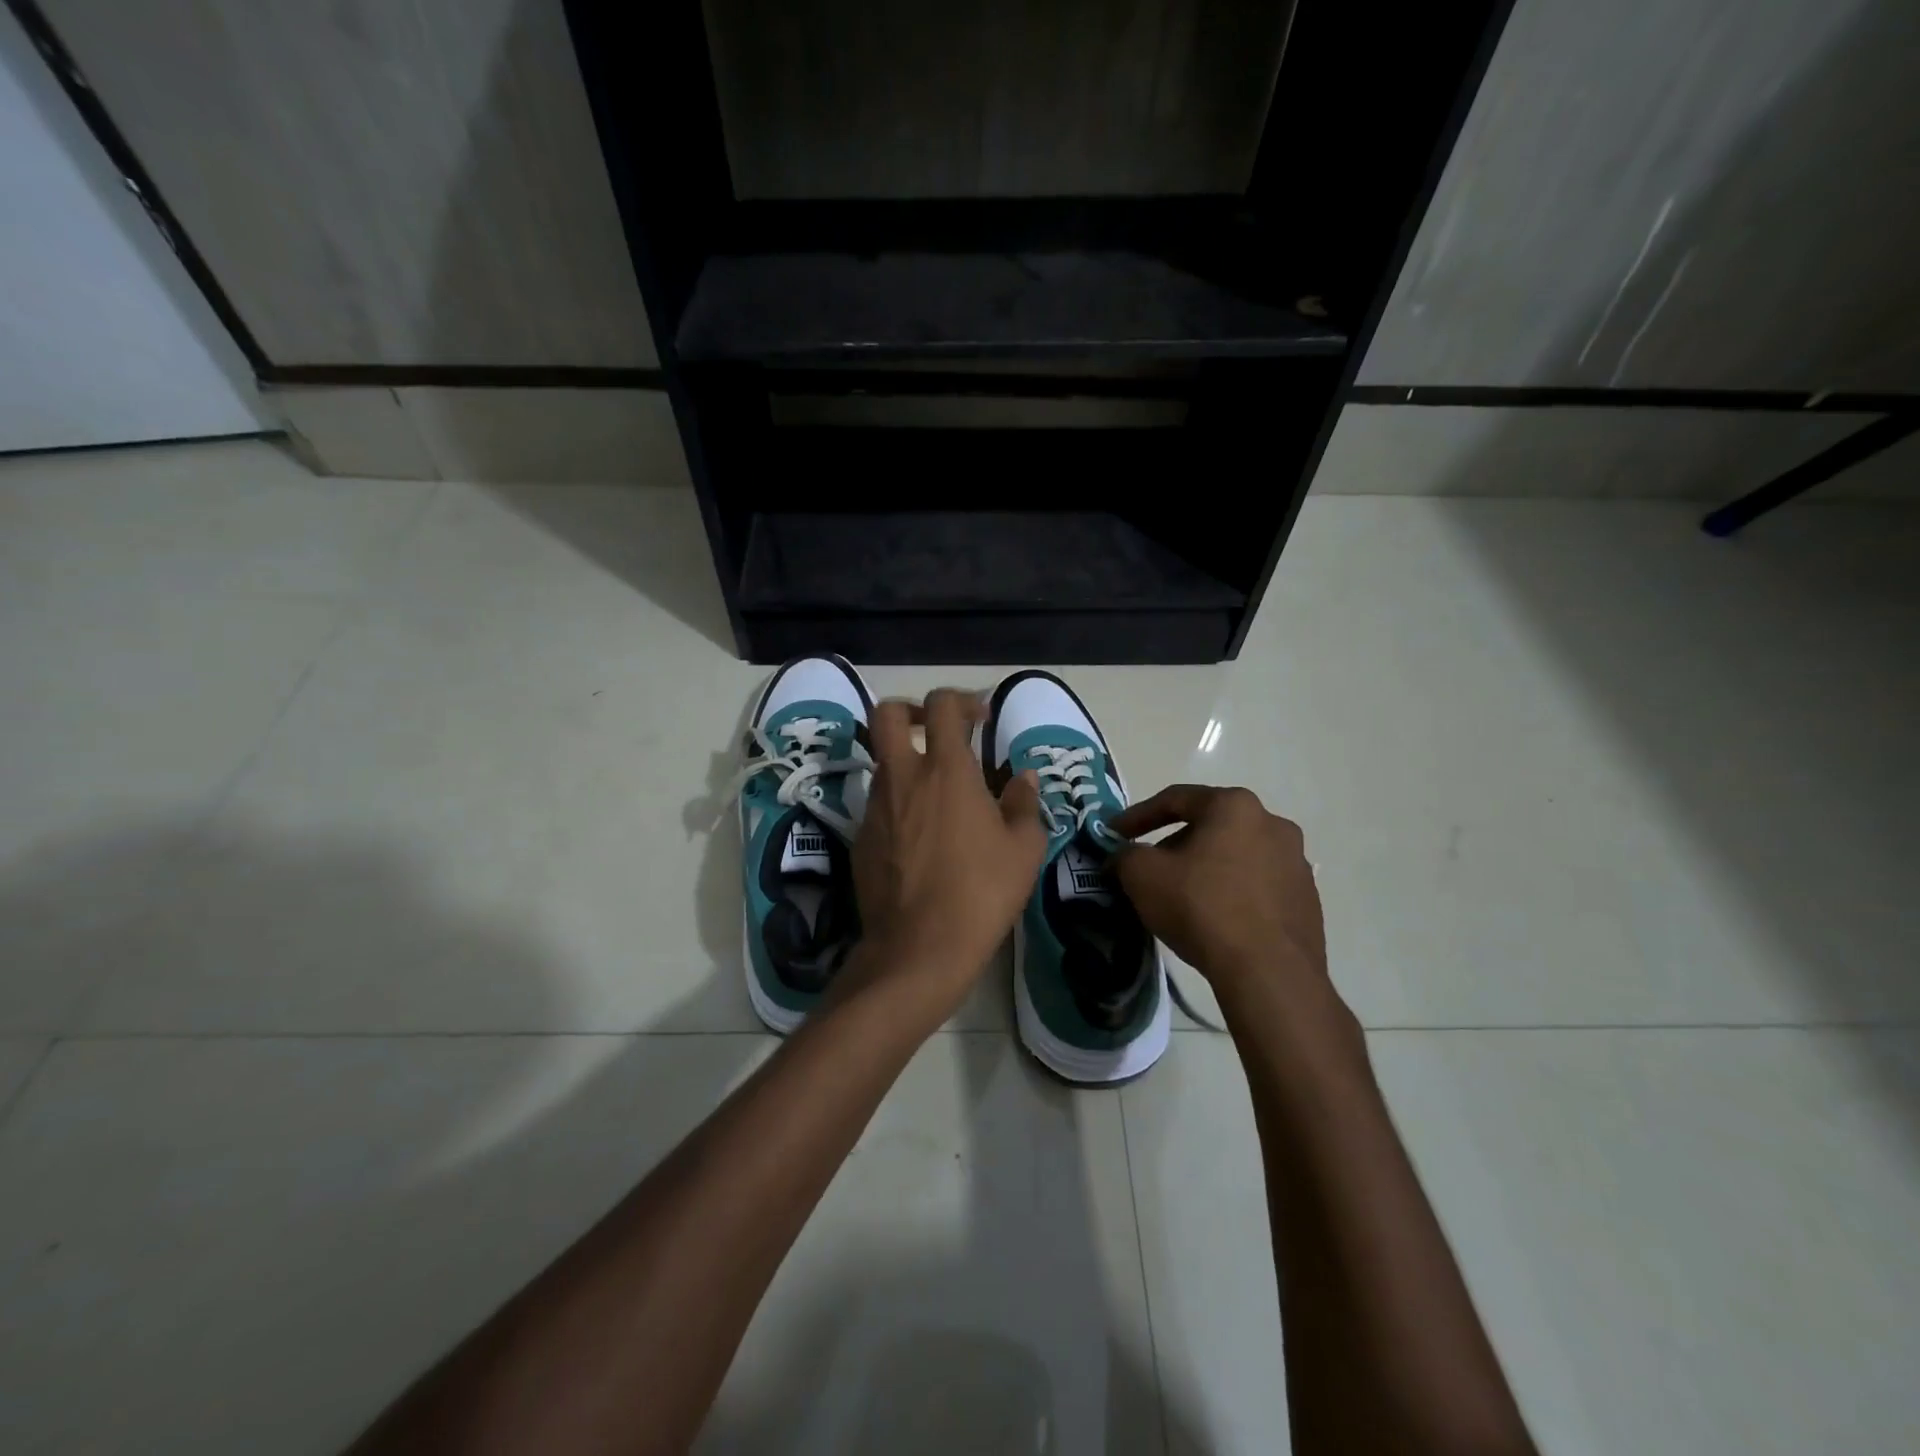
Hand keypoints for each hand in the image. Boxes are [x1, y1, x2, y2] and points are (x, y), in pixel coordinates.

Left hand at [848, 689, 1048, 1012]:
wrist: (918, 948)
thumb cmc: (980, 893)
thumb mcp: (1024, 849)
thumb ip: (1025, 804)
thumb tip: (1023, 778)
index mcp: (946, 771)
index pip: (942, 706)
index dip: (961, 699)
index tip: (980, 717)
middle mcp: (903, 778)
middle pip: (887, 714)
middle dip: (911, 710)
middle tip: (938, 731)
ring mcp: (875, 808)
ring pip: (883, 763)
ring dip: (908, 763)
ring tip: (939, 796)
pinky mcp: (860, 838)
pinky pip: (879, 804)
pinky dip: (899, 804)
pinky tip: (922, 839)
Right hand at [1110, 785, 1329, 1001]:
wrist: (1268, 972)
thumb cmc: (1201, 907)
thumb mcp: (1142, 875)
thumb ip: (1125, 855)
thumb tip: (1124, 857)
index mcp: (1234, 805)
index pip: (1175, 799)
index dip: (1137, 816)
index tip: (1114, 835)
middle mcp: (1273, 823)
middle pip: (1209, 826)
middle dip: (1174, 845)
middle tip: (1148, 869)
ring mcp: (1296, 863)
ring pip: (1236, 856)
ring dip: (1206, 869)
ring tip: (1182, 897)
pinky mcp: (1307, 900)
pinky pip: (1258, 887)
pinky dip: (1233, 894)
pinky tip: (1215, 920)